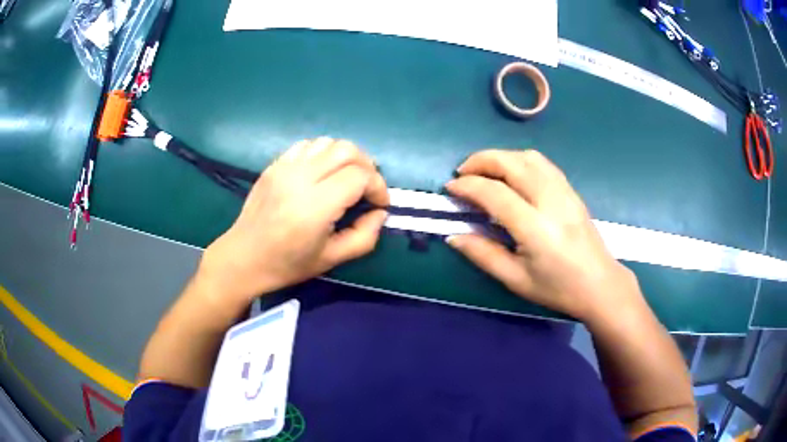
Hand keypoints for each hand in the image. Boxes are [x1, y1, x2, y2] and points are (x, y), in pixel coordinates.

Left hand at [197, 138, 388, 305]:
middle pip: (347, 150)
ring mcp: (284, 167)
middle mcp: (300, 178)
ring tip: (347, 177)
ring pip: (328, 142)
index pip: (359, 176)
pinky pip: (307, 145)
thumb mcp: (332, 259)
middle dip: (367, 166)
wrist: (243, 257)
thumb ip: (364, 237)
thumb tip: (380, 213)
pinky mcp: (275, 164)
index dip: (378, 187)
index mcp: (315, 206)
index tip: (379, 203)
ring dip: (346, 157)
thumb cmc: (287, 264)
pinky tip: (323, 172)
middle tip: (368, 188)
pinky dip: (323, 153)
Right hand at [445, 149, 641, 322]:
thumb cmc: (558, 288)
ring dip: (501, 157)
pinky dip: (520, 160)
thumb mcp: (515, 279)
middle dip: (481, 160)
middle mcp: (551, 201)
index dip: (468, 186)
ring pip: (528, 157)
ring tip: (484, 170)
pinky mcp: (571, 190)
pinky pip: (543, 163)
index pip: (495, 193)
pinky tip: (512, 174)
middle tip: (462, 173)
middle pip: (512, 163)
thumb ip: (483, 254)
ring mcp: (564, 192)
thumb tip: (453, 235)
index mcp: (535, 228)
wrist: (599, 284)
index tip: (450, 188)